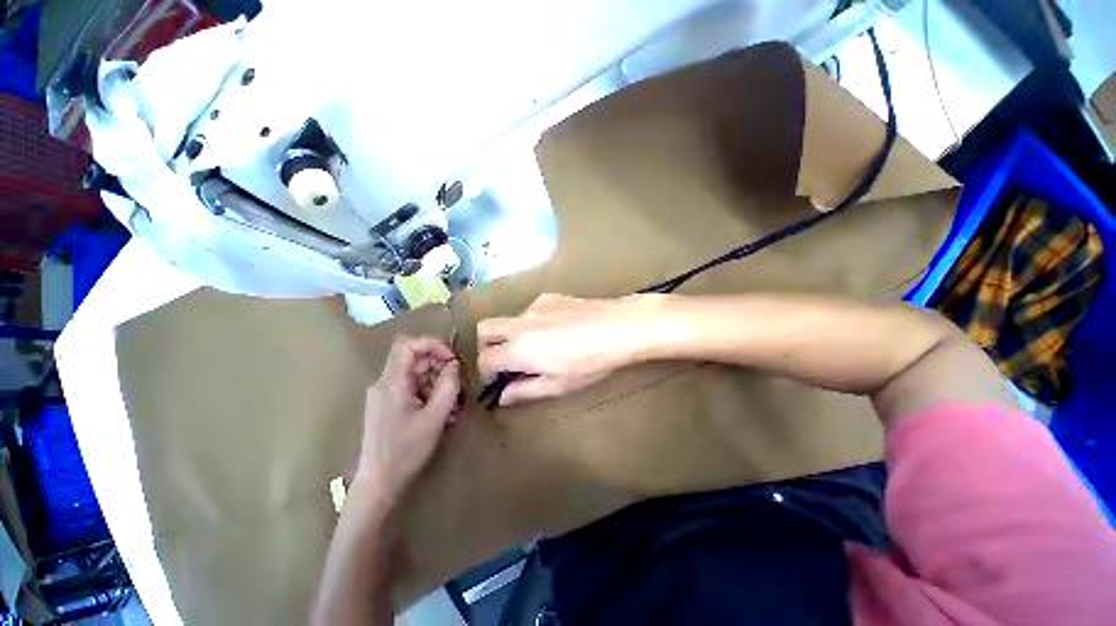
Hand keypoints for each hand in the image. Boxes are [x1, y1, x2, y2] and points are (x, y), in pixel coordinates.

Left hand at [356, 337, 461, 503]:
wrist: (379, 483)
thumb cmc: (406, 450)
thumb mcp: (435, 417)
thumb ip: (448, 385)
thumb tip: (455, 364)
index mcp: (392, 383)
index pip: (408, 345)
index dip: (433, 344)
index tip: (452, 359)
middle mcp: (385, 383)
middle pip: (415, 360)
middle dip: (441, 368)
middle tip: (460, 385)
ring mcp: (386, 395)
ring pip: (417, 375)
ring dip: (439, 384)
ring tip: (455, 404)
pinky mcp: (389, 406)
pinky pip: (413, 389)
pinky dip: (431, 395)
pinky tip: (444, 413)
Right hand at [477, 294, 656, 405]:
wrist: (619, 326)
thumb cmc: (590, 363)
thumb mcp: (558, 385)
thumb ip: (525, 391)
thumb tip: (502, 397)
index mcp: (518, 349)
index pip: (485, 359)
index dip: (486, 373)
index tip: (497, 381)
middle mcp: (519, 323)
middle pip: (484, 329)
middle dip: (486, 346)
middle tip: (504, 360)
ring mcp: (533, 306)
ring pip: (509, 319)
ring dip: (511, 334)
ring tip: (538, 346)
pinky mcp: (548, 297)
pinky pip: (530, 311)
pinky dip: (531, 323)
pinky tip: (556, 330)